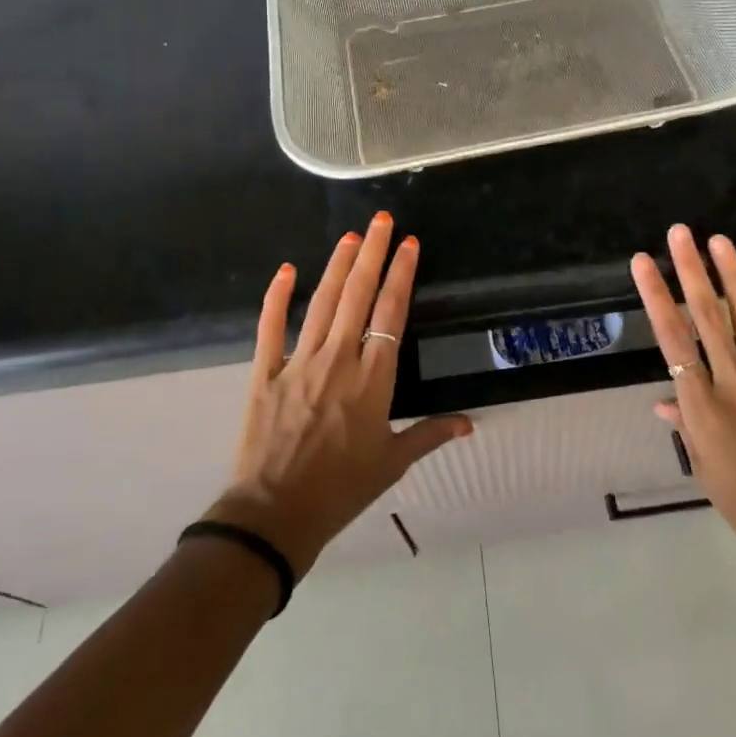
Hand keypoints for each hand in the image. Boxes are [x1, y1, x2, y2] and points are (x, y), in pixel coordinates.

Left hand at [205, 212, 471, 576]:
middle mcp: (339, 359)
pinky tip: (287, 269)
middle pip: (358, 295)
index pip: (391, 313)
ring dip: (337, 266)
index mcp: (373, 378)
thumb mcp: (392, 463)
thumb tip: (469, 424)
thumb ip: (430, 434)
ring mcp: (299, 362)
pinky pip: (271, 327)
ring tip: (351, 236)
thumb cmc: (341, 490)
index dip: (402, 274)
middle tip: (382, 220)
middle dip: (373, 253)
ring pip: (322, 302)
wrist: (274, 516)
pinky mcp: (265, 373)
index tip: (410, 244)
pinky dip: (277, 297)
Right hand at [631, 225, 735, 592]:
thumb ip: (686, 427)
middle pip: (706, 318)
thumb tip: (662, 400)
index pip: (671, 340)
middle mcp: (733, 384)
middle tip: (680, 233)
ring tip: (719, 241)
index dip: (656, 297)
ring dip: (733, 278)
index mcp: (702, 406)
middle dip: (690, 271)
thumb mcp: (705, 471)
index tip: (644, 263)